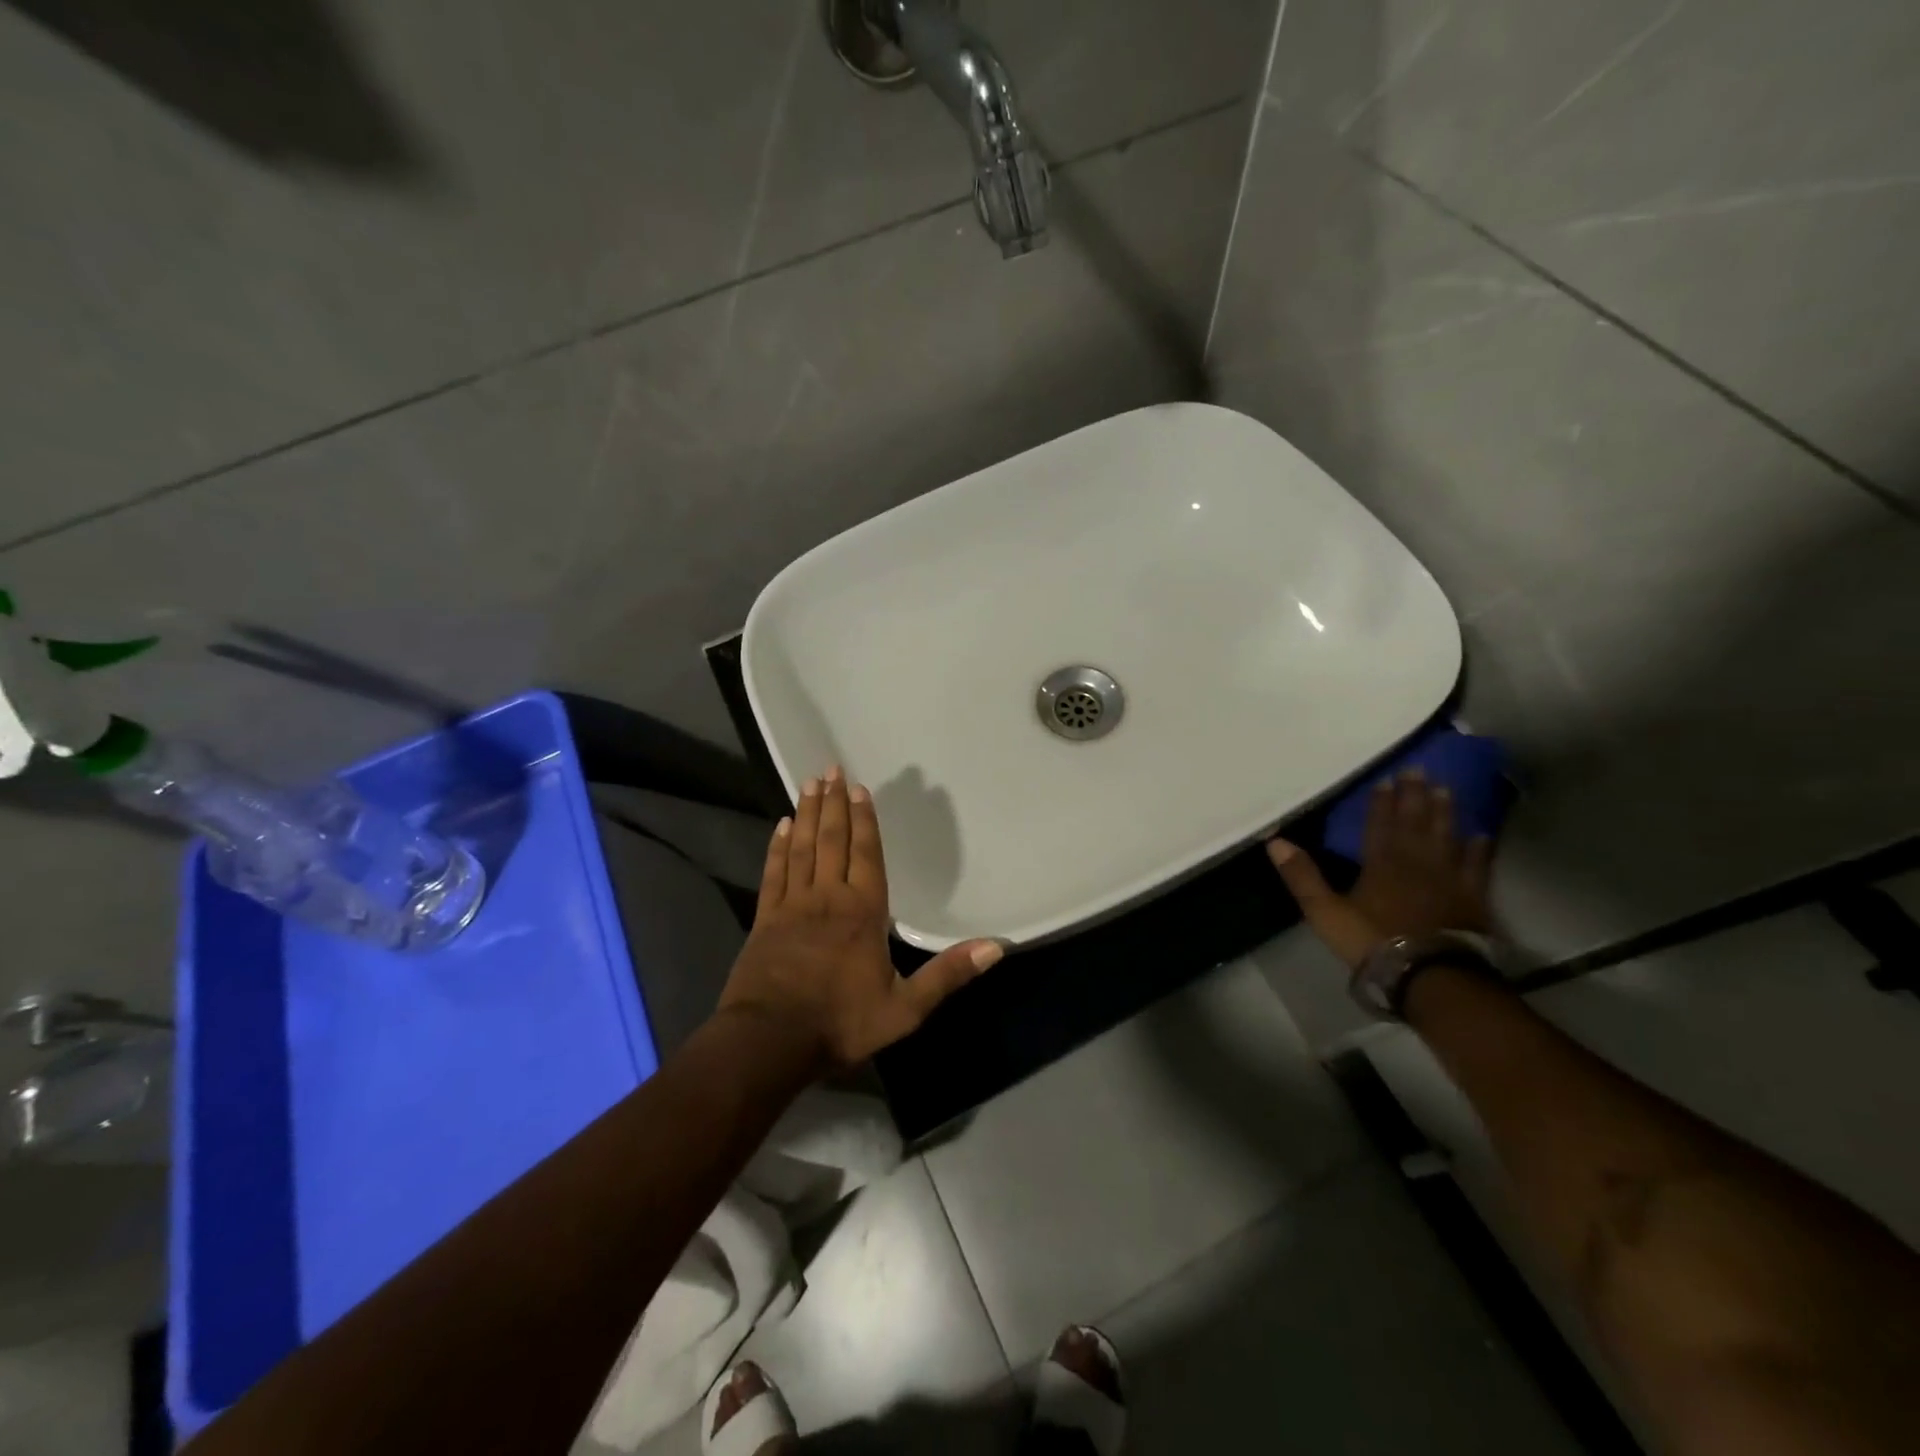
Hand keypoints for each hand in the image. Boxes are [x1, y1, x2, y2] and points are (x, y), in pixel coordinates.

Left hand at [718, 767, 1003, 1070]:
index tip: (859, 788)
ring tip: (811, 783)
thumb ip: (948, 974)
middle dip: (835, 804)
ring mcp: (793, 905)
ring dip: (808, 814)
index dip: (864, 820)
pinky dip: (778, 846)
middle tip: (831, 769)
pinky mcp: (765, 918)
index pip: (866, 854)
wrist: (770, 1042)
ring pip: (803, 848)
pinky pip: (774, 872)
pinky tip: (782, 825)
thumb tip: (996, 947)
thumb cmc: (841, 1023)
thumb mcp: (905, 1008)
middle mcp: (828, 897)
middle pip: (833, 840)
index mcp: (864, 912)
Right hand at [1266, 768, 1492, 967]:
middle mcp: (1415, 862)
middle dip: (1414, 796)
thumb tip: (1275, 841)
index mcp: (1380, 862)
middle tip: (1419, 769)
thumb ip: (1302, 876)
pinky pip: (1477, 866)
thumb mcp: (1325, 911)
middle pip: (1414, 823)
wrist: (1431, 975)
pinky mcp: (1472, 898)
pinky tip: (1482, 836)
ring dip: (1445, 813)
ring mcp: (1447, 878)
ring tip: (1446, 790)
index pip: (1380, 824)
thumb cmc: (1373, 941)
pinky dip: (1479, 850)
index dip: (1382, 802)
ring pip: (1446, 837)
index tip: (1386, 779)